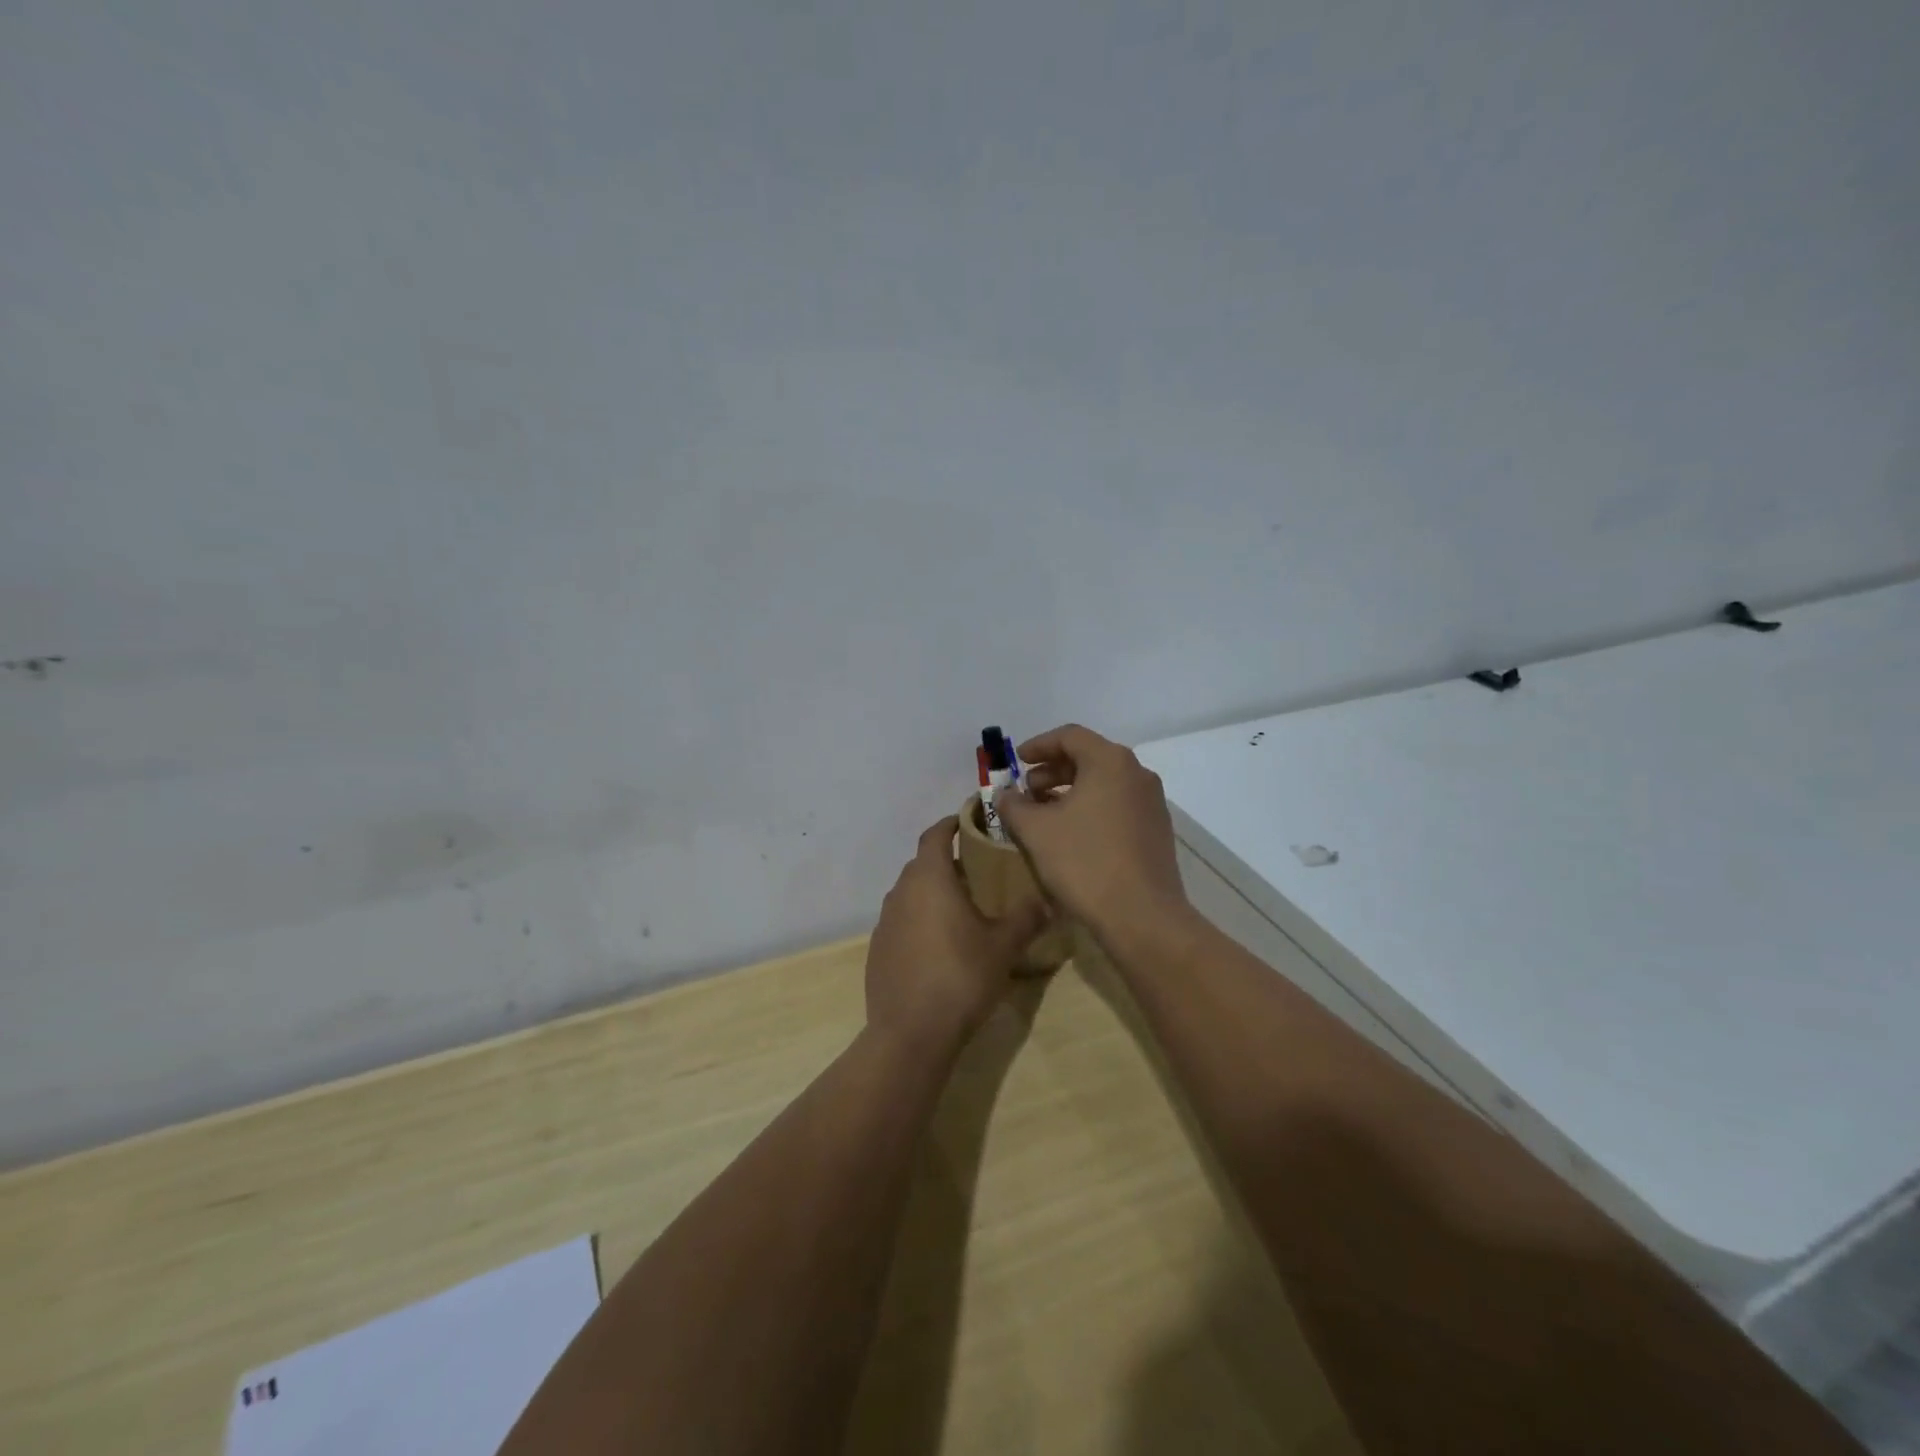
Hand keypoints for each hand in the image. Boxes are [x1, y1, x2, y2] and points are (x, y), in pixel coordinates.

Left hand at [865, 816, 1048, 1055]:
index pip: (935, 835)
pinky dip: (919, 920)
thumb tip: (1049, 901)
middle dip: (947, 861)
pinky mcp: (878, 949)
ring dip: (932, 892)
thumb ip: (1027, 918)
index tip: (969, 821)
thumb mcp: (1004, 947)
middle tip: (977, 871)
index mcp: (929, 879)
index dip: (951, 824)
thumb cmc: (961, 977)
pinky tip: (939, 945)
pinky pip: (901, 921)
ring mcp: (884, 922)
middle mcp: (901, 892)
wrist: (911, 1033)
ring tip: (961, 907)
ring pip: (910, 893)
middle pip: (922, 864)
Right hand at [995, 724, 1190, 943]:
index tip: (1016, 762)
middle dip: (1052, 771)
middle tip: (1026, 791)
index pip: (1069, 736)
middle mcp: (1137, 773)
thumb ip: (1013, 805)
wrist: (1141, 916)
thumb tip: (1004, 794)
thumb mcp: (1035, 830)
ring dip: (1070, 791)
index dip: (1038, 746)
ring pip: (1104, 783)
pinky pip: (1117, 805)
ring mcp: (1151, 803)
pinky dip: (1091, 808)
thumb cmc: (1084, 862)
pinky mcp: (1156, 830)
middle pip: (1089, 757)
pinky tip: (1071, 835)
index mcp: (1110, 761)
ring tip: (1043, 814)